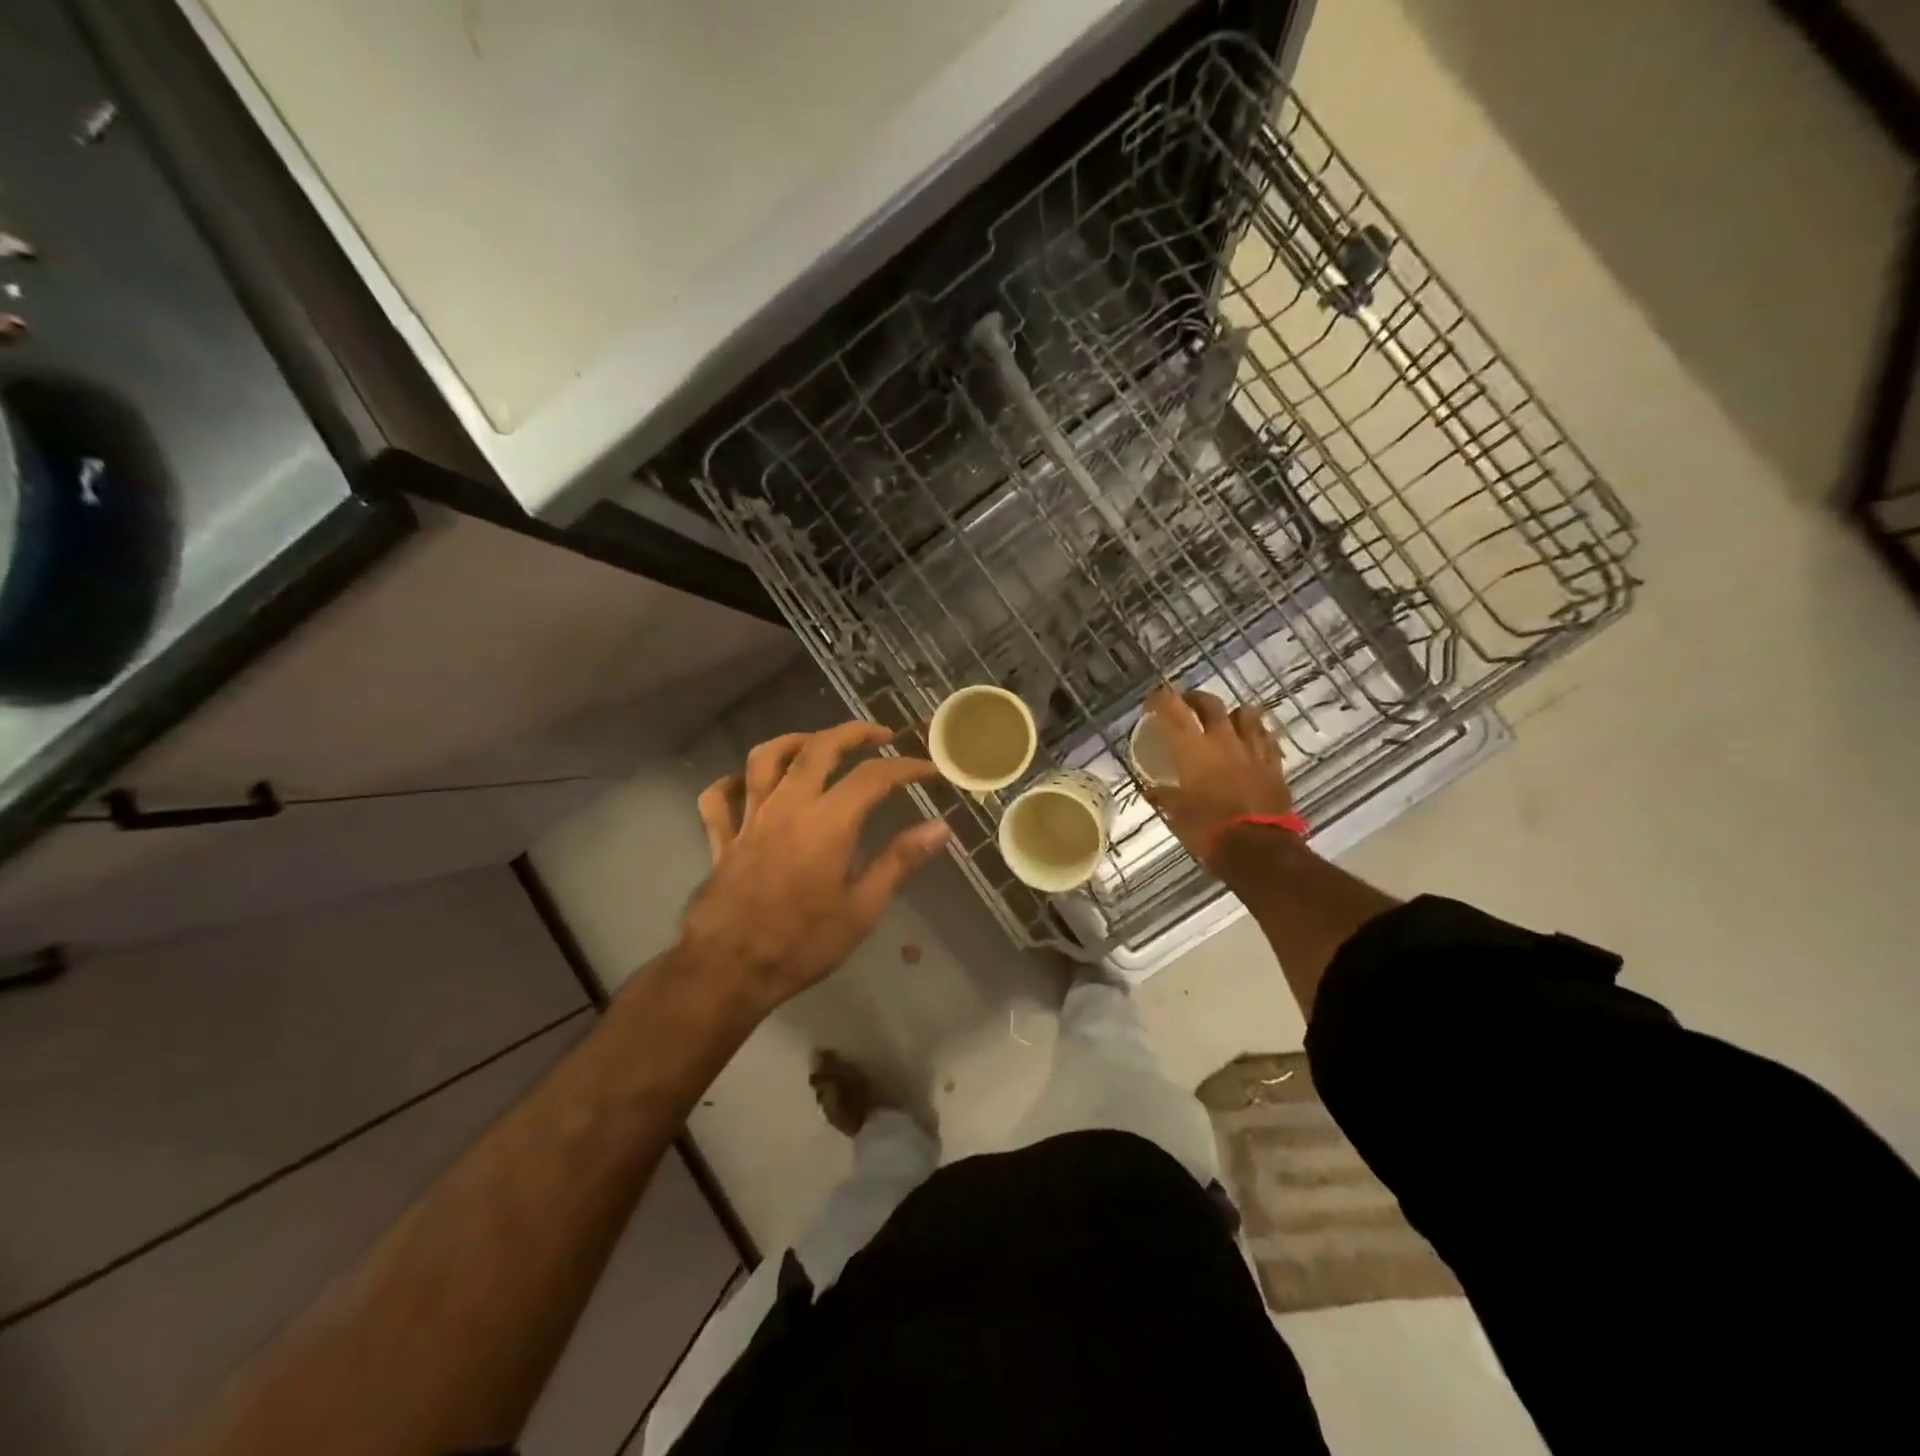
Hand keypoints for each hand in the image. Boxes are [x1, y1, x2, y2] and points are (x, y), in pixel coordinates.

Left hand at [681, 721, 949, 1014]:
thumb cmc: (801, 943)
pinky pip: (720, 797)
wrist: (727, 970)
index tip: (930, 771)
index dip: (906, 768)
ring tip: (817, 743)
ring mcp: (750, 818)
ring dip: (794, 741)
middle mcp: (788, 806)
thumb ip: (899, 861)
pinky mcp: (723, 838)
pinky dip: (734, 782)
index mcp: (827, 822)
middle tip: (879, 735)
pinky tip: (750, 784)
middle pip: (818, 747)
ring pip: (765, 758)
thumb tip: (940, 827)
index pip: (874, 776)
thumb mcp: (862, 909)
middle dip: (853, 732)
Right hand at [1142, 686, 1293, 868]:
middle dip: (1194, 699)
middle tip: (1186, 705)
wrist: (1257, 847)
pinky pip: (1266, 737)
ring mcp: (1251, 749)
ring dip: (1230, 713)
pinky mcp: (1273, 763)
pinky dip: (1255, 734)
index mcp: (1192, 748)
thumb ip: (1163, 795)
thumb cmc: (1208, 829)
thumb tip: (1151, 789)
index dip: (1160, 699)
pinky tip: (1251, 741)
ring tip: (1224, 720)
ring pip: (1244, 713)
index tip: (1151, 701)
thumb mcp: (1175, 814)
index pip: (1172, 709)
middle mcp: (1222, 739)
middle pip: (1209, 703)